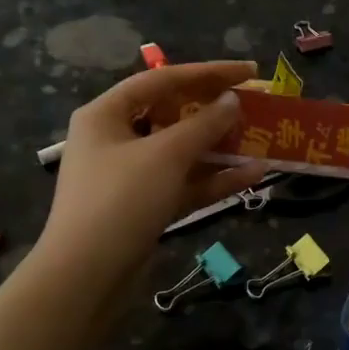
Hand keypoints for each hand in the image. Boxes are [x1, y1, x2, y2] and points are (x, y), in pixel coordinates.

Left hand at [38, 61, 265, 282]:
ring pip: (183, 152)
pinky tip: (252, 176)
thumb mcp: (166, 155)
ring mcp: (132, 175)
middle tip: (255, 105)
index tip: (250, 72)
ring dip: (221, 148)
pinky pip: (185, 183)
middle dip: (215, 111)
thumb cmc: (120, 200)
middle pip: (173, 114)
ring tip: (261, 140)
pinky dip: (215, 179)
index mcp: (106, 114)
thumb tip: (232, 101)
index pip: (163, 80)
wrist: (87, 276)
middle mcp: (117, 139)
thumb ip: (204, 124)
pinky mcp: (146, 206)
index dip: (208, 72)